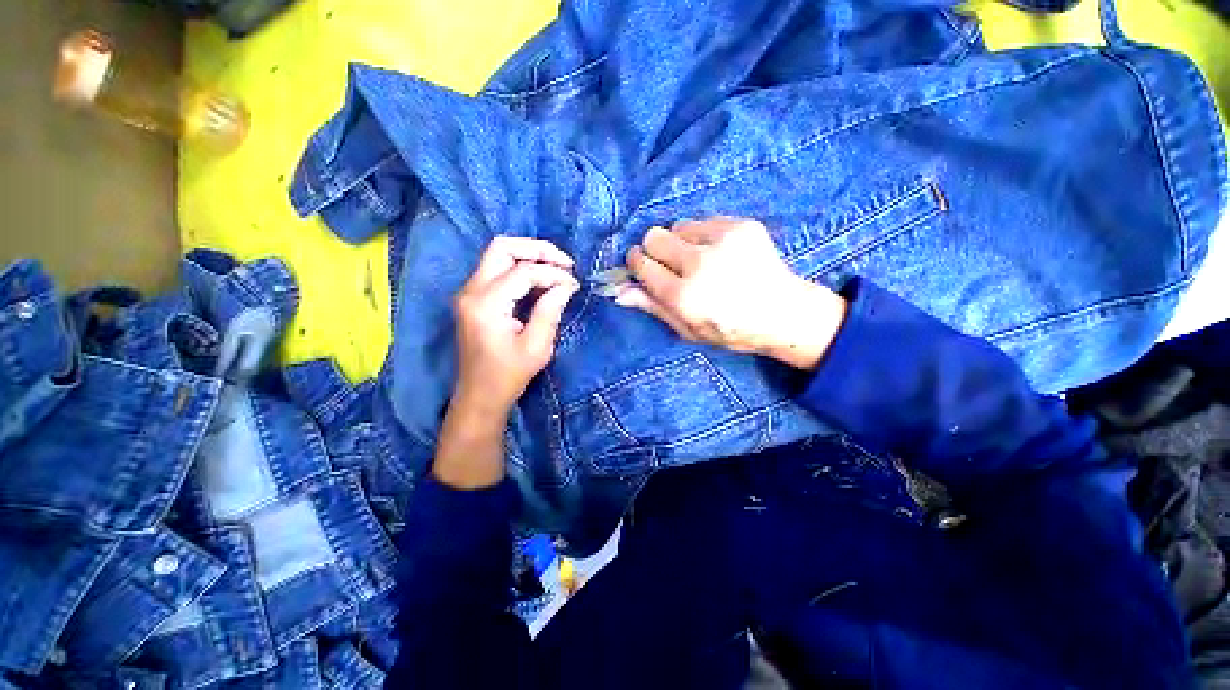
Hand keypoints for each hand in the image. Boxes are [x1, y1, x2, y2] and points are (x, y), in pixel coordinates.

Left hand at [453, 236, 579, 412]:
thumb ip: (550, 310)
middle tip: (564, 263)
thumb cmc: (508, 376)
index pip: (523, 272)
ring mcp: (468, 293)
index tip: (574, 285)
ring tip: (556, 270)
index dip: (553, 274)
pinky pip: (496, 270)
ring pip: (498, 255)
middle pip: (502, 247)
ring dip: (529, 257)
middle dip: (537, 250)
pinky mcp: (473, 298)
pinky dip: (520, 269)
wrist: (479, 396)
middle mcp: (470, 290)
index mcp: (486, 304)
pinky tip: (540, 281)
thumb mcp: (537, 347)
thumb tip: (566, 285)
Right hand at [616, 217, 847, 369]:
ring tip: (699, 260)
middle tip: (670, 264)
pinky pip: (704, 221)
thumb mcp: (687, 330)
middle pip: (654, 237)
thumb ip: (653, 307)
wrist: (783, 313)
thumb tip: (619, 290)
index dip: (636, 263)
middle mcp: (700, 264)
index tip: (640, 265)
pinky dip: (704, 236)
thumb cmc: (729, 329)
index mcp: (684, 296)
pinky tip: (719, 253)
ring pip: (678, 226)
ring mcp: (723, 241)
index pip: (642, 265)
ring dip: (680, 242)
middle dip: (654, 249)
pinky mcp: (742, 226)